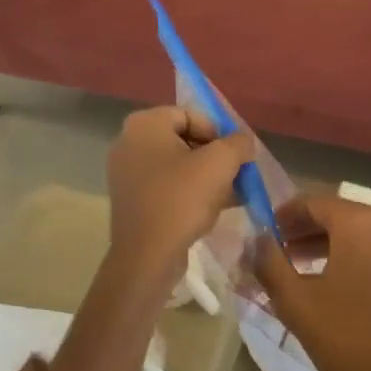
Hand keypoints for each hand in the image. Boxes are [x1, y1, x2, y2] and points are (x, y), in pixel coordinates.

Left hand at [106, 107, 252, 282]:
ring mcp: (126, 172)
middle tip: (236, 176)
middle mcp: (129, 142)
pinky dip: (189, 192)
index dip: (219, 133)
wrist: (147, 255)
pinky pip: (166, 186)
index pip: (191, 115)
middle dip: (214, 156)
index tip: (235, 157)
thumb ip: (238, 143)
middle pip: (184, 139)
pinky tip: (214, 208)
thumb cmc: (182, 199)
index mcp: (145, 124)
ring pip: (177, 165)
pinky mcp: (131, 199)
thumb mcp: (221, 163)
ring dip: (206, 176)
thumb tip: (243, 142)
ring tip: (231, 194)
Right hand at [253, 195, 370, 370]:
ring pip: (364, 236)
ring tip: (304, 271)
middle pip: (341, 216)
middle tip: (281, 252)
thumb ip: (270, 262)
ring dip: (333, 247)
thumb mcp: (296, 302)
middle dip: (308, 231)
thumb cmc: (350, 340)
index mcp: (361, 223)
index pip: (314, 202)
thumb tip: (257, 238)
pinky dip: (359, 260)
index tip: (266, 233)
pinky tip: (341, 287)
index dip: (285, 215)